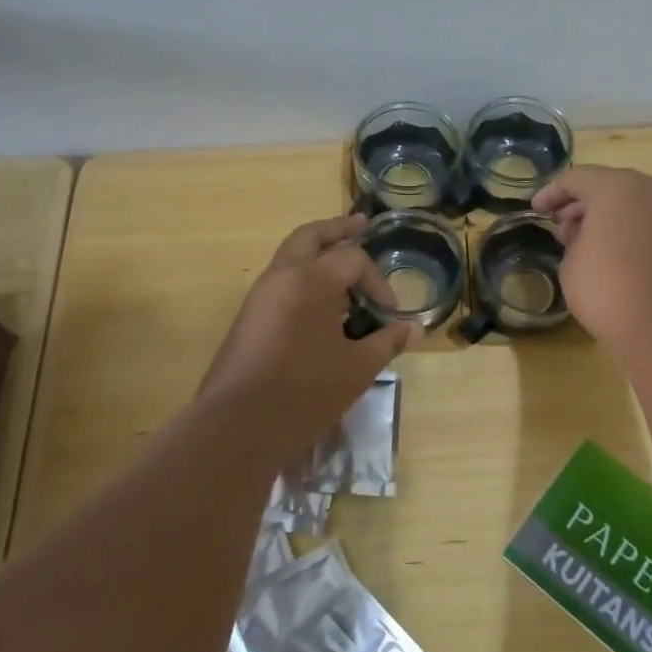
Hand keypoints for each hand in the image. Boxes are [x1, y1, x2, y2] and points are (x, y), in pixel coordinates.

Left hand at [197, 214, 419, 445]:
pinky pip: (280, 282)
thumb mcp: (357, 368)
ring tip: (344, 265)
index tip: (390, 313)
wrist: (237, 428)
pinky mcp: (248, 319)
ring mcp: (259, 297)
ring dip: (318, 253)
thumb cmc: (304, 393)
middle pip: (310, 236)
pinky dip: (304, 278)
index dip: (378, 282)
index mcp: (308, 281)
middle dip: (338, 229)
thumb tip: (414, 329)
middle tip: (361, 223)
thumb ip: (387, 342)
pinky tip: (322, 304)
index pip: (352, 259)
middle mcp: (280, 277)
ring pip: (290, 257)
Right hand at [533, 165, 651, 347]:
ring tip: (588, 242)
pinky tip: (618, 256)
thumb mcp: (572, 263)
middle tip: (561, 225)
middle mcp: (650, 191)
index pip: (575, 179)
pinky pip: (651, 225)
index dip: (551, 193)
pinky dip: (631, 232)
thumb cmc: (609, 289)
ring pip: (633, 204)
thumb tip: (583, 232)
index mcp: (616, 188)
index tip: (536, 211)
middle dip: (581, 203)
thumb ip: (572, 239)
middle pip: (608, 186)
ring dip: (609, 217)